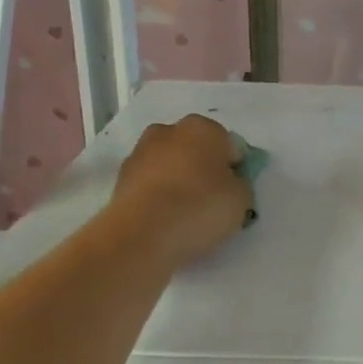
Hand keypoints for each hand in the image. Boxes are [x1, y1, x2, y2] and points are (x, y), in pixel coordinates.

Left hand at [109, 115, 253, 270]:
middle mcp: (169, 131)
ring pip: (170, 166)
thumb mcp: (242, 200)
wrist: (141, 235)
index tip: (234, 194)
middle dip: (203, 170)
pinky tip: (163, 221)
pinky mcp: (120, 178)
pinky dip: (157, 197)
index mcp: (204, 127)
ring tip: (184, 216)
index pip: (230, 147)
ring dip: (177, 182)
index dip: (235, 171)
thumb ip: (240, 185)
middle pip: (196, 150)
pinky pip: (150, 185)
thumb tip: (229, 184)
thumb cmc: (200, 208)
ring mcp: (140, 153)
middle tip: (210, 202)